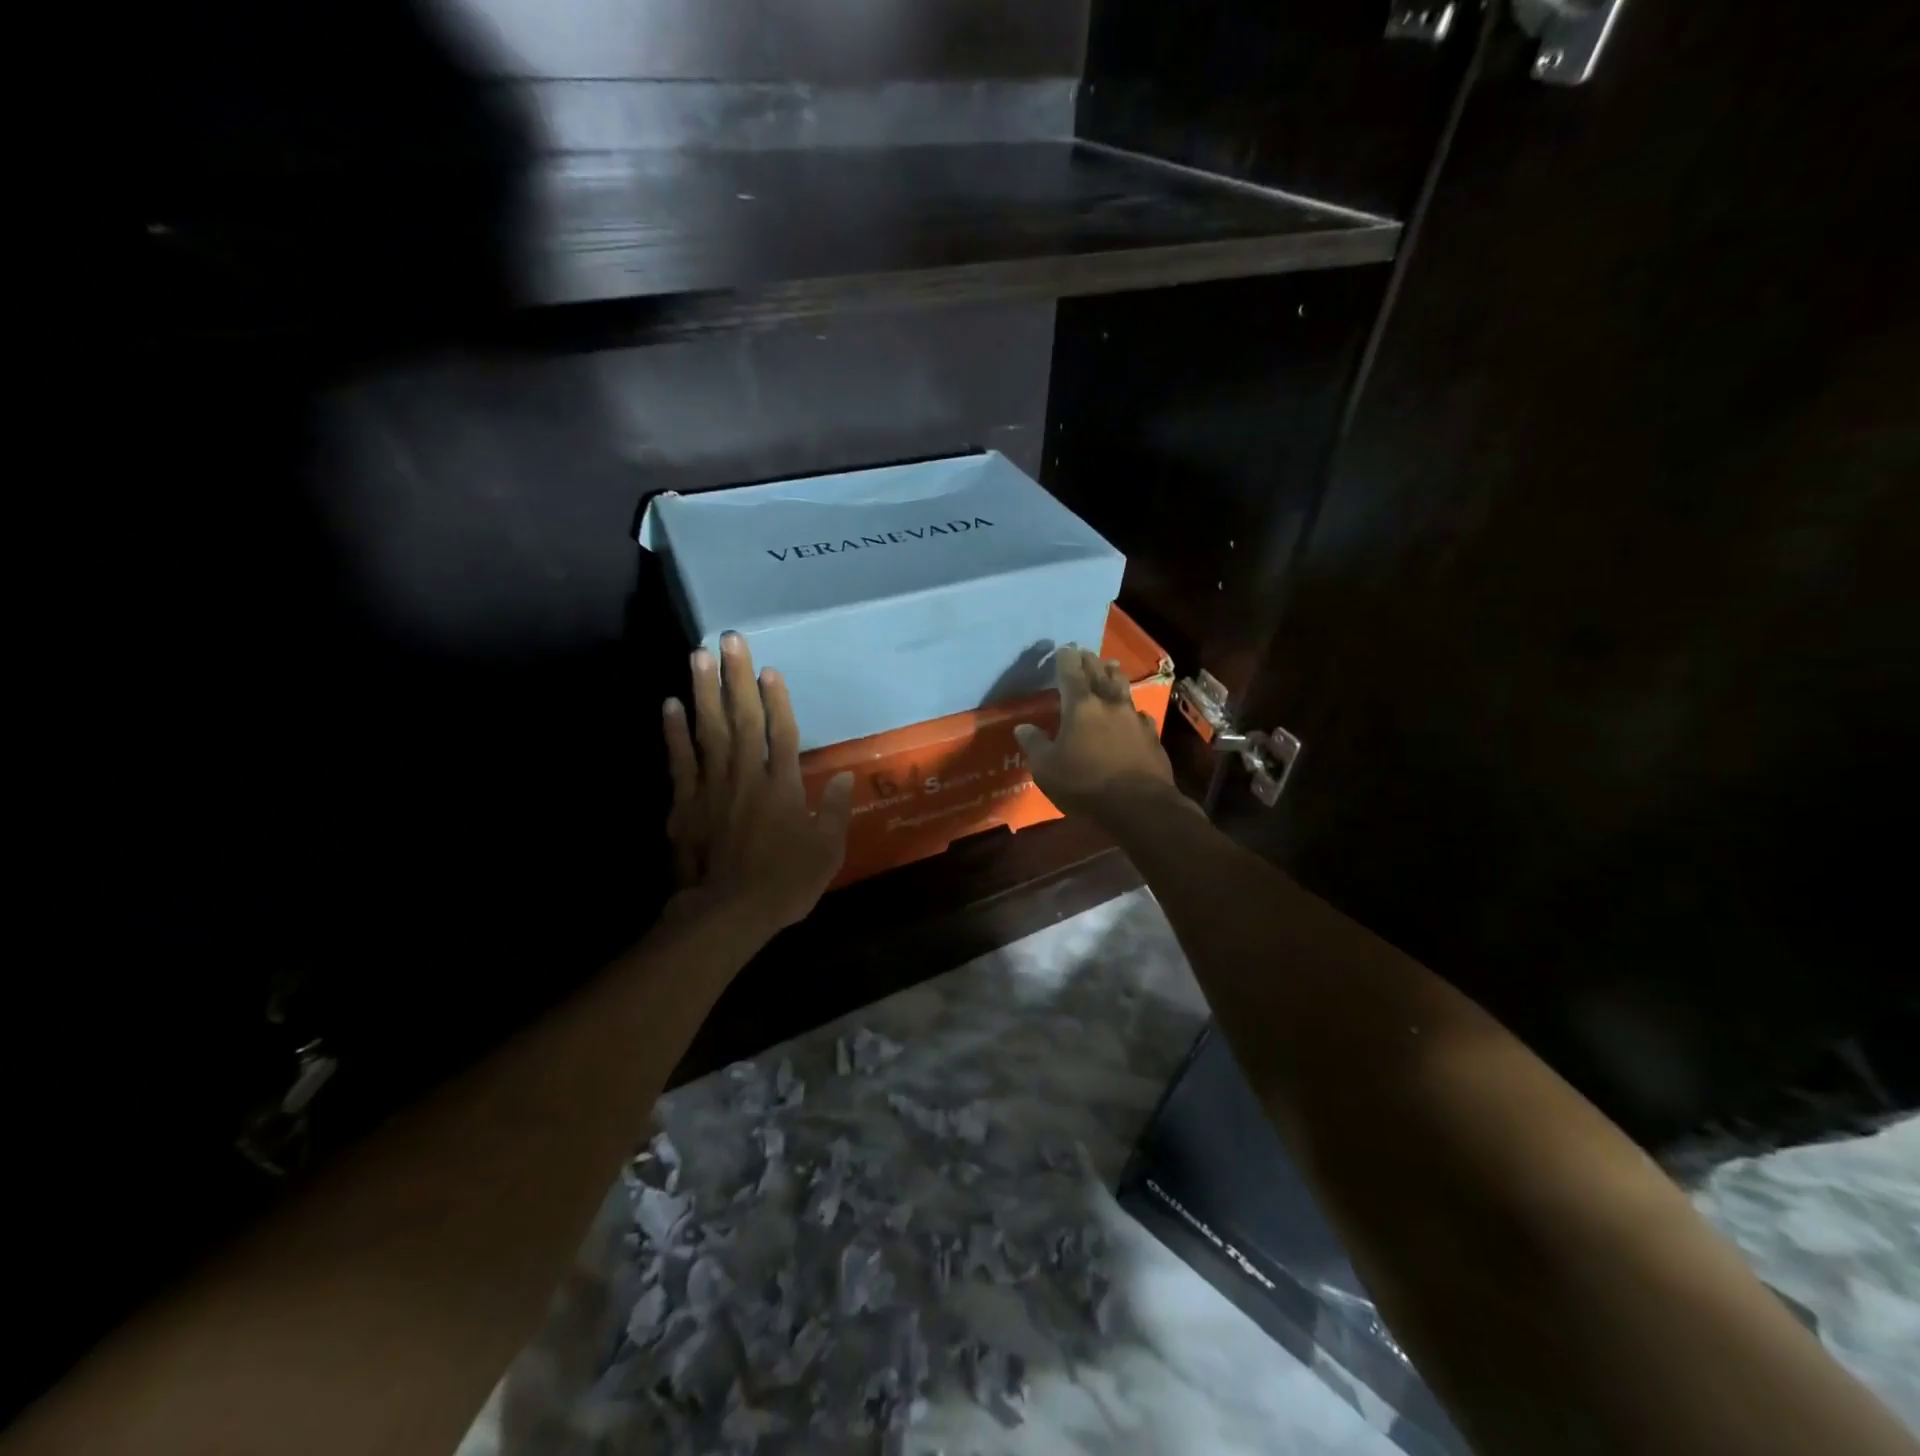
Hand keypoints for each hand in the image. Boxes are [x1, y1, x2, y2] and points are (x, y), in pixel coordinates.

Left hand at [662, 633, 854, 937]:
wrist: (728, 914)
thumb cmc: (785, 883)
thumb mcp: (827, 852)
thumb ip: (836, 811)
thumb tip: (846, 777)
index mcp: (783, 786)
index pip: (781, 732)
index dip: (778, 699)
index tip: (770, 668)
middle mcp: (747, 776)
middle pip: (742, 718)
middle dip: (737, 677)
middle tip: (729, 639)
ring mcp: (712, 787)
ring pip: (709, 730)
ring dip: (704, 692)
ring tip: (698, 655)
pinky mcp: (685, 804)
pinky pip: (680, 761)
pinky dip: (674, 733)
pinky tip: (670, 705)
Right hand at [1013, 646, 1187, 821]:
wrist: (1138, 805)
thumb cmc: (1085, 784)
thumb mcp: (1047, 768)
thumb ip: (1034, 745)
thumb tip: (1022, 727)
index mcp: (1080, 707)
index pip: (1071, 673)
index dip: (1065, 659)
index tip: (1063, 648)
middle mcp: (1108, 705)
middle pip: (1099, 674)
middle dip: (1090, 661)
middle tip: (1085, 651)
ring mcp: (1134, 719)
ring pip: (1123, 689)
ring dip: (1115, 675)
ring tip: (1112, 665)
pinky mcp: (1151, 737)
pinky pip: (1139, 714)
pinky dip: (1132, 709)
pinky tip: (1133, 713)